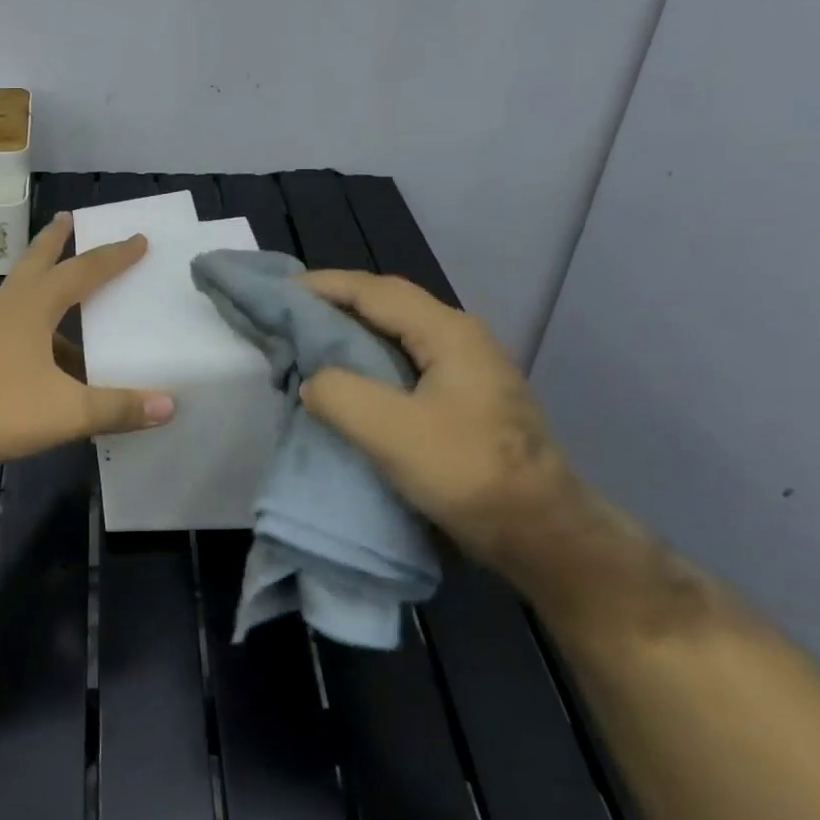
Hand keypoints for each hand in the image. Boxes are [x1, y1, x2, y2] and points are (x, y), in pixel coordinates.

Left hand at [0, 213, 174, 467]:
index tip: (138, 239)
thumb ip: (118, 408)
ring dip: (45, 283)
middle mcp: (8, 308)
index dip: (113, 256)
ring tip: (70, 294)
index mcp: (33, 307)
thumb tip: (169, 405)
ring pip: (22, 293)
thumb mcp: (66, 411)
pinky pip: (14, 325)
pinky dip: (37, 326)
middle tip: (69, 218)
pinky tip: (50, 358)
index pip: (82, 271)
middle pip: (36, 262)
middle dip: (56, 241)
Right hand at [296, 271, 581, 569]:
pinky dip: (366, 354)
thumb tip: (313, 382)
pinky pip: (404, 357)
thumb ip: (338, 393)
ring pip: (396, 330)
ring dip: (350, 327)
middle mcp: (460, 337)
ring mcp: (467, 367)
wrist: (543, 534)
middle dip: (334, 300)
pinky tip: (347, 375)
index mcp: (447, 332)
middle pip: (386, 302)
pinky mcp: (464, 396)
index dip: (322, 285)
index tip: (277, 290)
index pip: (373, 290)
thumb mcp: (390, 432)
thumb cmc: (468, 474)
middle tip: (287, 312)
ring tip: (308, 338)